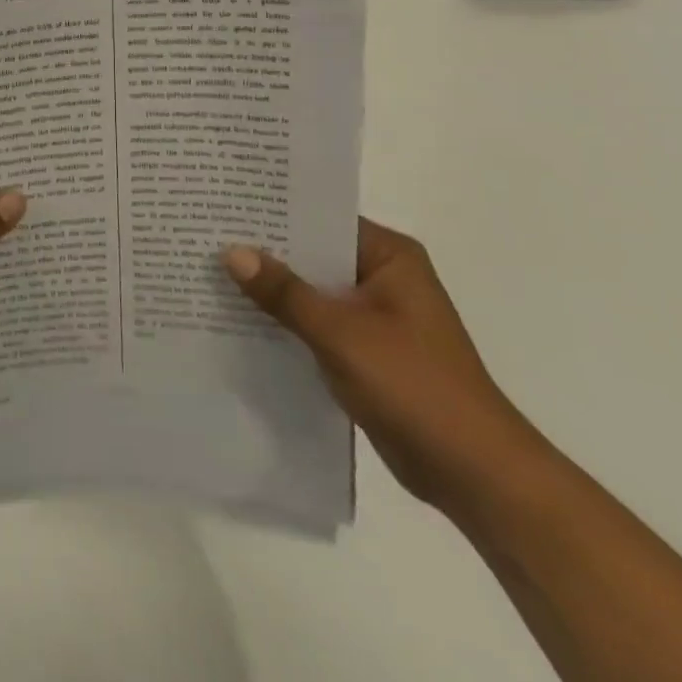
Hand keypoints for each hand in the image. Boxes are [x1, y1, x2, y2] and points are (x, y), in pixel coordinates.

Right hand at [222, 220, 543, 515]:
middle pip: (313, 254)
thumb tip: (231, 252)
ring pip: (311, 290)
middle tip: (205, 236)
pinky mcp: (365, 350)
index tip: (224, 205)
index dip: (273, 212)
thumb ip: (284, 292)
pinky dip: (285, 322)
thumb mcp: (341, 333)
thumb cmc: (415, 387)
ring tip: (210, 272)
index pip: (321, 218)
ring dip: (272, 290)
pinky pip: (315, 323)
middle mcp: (382, 276)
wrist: (475, 475)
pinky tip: (238, 319)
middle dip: (265, 252)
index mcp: (389, 256)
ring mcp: (374, 315)